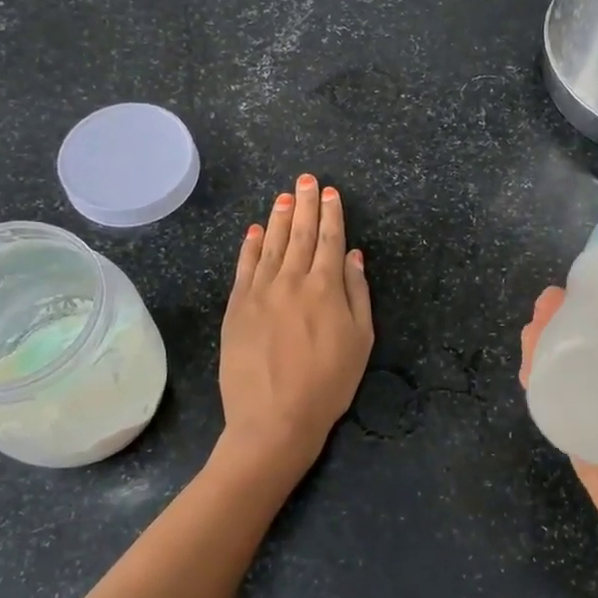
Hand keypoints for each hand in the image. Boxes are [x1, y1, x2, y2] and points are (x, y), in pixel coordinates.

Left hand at [219, 173, 373, 474]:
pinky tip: (255, 230)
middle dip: (305, 204)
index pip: (330, 240)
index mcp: (326, 287)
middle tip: (306, 179)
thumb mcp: (361, 341)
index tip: (329, 192)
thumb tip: (354, 255)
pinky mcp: (237, 307)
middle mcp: (291, 280)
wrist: (274, 418)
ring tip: (283, 196)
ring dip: (279, 218)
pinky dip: (251, 246)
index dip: (331, 214)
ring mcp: (260, 292)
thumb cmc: (328, 383)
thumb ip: (357, 293)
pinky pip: (244, 267)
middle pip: (300, 235)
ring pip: (271, 245)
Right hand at [520, 262, 597, 597]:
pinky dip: (555, 415)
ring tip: (534, 338)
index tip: (572, 285)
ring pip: (569, 400)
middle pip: (583, 365)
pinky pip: (575, 444)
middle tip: (544, 311)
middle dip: (555, 334)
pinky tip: (542, 387)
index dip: (592, 309)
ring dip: (544, 367)